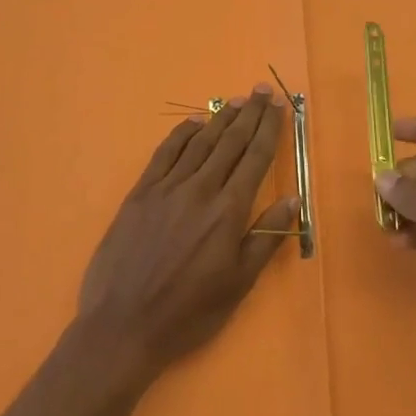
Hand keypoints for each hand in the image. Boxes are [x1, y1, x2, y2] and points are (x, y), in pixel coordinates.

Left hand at [76, 87, 298, 387]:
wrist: (122, 326)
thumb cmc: (188, 313)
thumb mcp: (237, 286)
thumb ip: (265, 239)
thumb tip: (292, 200)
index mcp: (227, 212)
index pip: (255, 158)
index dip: (269, 129)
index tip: (279, 105)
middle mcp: (200, 189)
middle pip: (230, 142)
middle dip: (249, 114)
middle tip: (261, 89)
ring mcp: (167, 188)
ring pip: (200, 142)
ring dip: (220, 118)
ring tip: (236, 101)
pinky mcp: (141, 193)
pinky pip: (165, 153)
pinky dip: (182, 134)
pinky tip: (193, 123)